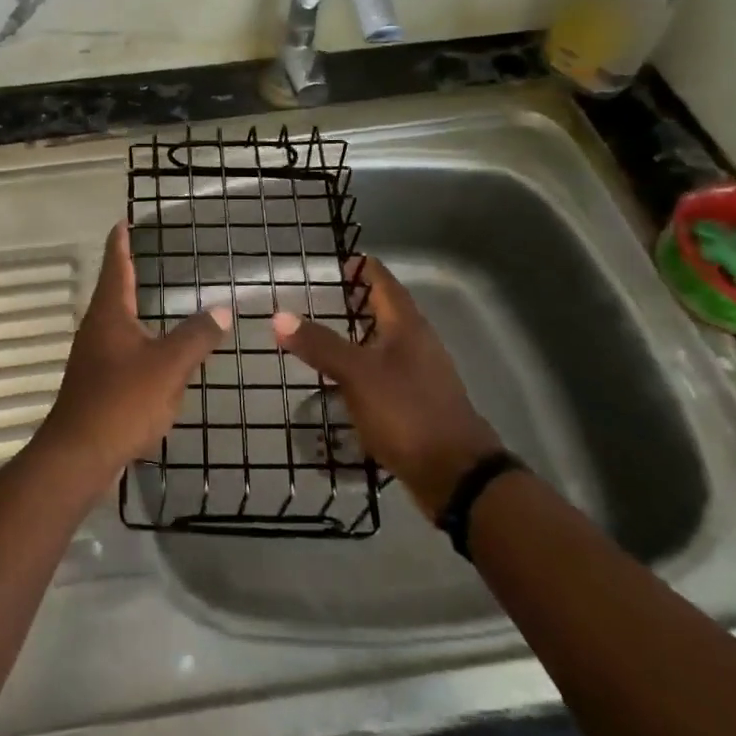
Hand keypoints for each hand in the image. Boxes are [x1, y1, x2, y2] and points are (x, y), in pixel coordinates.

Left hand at [32, 223, 230, 490]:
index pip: (116, 265)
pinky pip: (119, 350)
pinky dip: (137, 341)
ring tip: (153, 299)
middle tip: (145, 254)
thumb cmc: (122, 401)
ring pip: (115, 322)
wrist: (78, 454)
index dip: (120, 242)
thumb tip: (223, 309)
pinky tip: (152, 355)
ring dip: (132, 307)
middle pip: (112, 290)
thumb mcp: (168, 366)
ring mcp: (92, 356)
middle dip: (127, 272)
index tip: (122, 221)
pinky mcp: (94, 382)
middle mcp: (95, 327)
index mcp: (109, 313)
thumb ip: (197, 336)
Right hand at [271, 256, 500, 515]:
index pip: (385, 283)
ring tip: (333, 333)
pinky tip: (348, 380)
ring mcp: (422, 375)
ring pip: (390, 342)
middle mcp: (419, 344)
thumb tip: (279, 316)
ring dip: (364, 333)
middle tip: (331, 293)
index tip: (342, 259)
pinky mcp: (419, 404)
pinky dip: (368, 365)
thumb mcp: (357, 375)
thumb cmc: (406, 412)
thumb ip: (319, 344)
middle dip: (362, 300)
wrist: (456, 475)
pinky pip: (389, 372)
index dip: (364, 269)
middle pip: (390, 310)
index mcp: (407, 326)